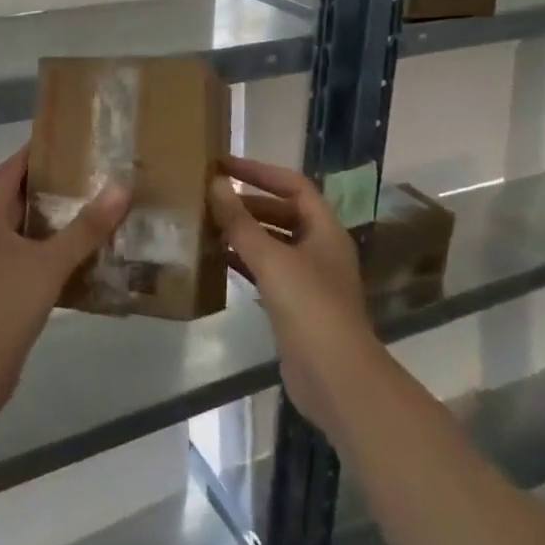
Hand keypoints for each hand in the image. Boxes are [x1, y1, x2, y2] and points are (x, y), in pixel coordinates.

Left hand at [0, 147, 127, 406]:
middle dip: (50, 185)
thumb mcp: (49, 263)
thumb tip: (120, 187)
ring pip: (21, 231)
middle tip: (91, 174)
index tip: (70, 139)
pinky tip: (78, 259)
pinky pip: (23, 259)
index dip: (36, 152)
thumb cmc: (2, 306)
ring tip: (92, 211)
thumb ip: (85, 227)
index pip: (10, 170)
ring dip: (51, 221)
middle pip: (15, 197)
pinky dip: (48, 252)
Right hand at [210, 157, 379, 440]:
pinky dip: (245, 261)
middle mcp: (321, 249)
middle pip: (284, 213)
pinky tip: (218, 260)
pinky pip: (267, 272)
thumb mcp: (271, 258)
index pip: (294, 185)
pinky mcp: (296, 306)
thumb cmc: (309, 307)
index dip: (260, 171)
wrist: (336, 378)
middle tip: (210, 197)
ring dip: (244, 232)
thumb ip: (240, 222)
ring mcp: (310, 279)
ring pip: (274, 243)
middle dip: (248, 203)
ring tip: (208, 224)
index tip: (225, 166)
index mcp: (325, 230)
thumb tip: (215, 183)